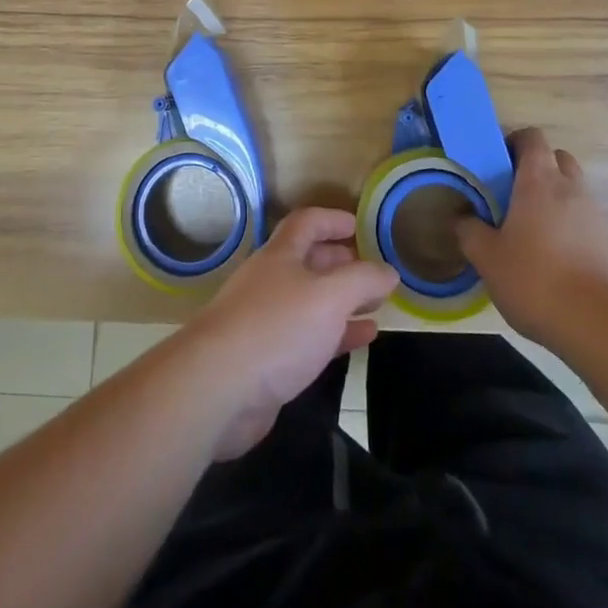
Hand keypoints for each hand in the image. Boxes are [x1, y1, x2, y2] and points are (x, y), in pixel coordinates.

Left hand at [176, 207, 397, 459]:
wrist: (218, 388)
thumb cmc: (276, 328)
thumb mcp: (328, 297)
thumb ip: (362, 280)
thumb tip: (389, 270)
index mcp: (280, 255)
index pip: (307, 222)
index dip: (332, 219)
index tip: (359, 225)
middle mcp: (271, 281)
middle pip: (308, 261)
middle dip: (340, 261)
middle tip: (372, 269)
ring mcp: (266, 320)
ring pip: (311, 301)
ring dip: (342, 300)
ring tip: (376, 304)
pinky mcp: (268, 359)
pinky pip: (309, 337)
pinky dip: (337, 334)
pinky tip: (363, 339)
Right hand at [457, 127, 607, 344]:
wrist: (602, 327)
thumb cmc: (536, 280)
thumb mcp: (487, 258)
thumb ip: (469, 231)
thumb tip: (461, 217)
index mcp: (539, 180)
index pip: (532, 137)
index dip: (514, 142)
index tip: (496, 164)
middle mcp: (571, 188)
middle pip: (557, 158)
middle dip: (536, 167)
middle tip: (512, 193)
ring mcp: (596, 215)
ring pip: (574, 189)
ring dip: (555, 198)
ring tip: (532, 230)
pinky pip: (586, 220)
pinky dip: (570, 226)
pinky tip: (555, 257)